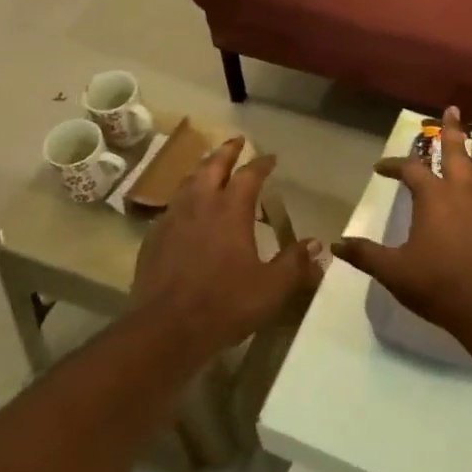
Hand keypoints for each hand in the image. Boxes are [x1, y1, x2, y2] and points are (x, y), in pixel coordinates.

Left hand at [130, 137, 322, 356]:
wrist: (164, 330)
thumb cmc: (224, 304)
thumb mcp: (270, 288)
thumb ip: (295, 264)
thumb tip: (317, 245)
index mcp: (230, 209)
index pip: (249, 174)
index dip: (262, 163)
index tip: (271, 157)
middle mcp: (200, 204)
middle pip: (213, 166)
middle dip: (227, 151)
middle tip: (237, 141)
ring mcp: (173, 219)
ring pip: (189, 181)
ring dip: (203, 169)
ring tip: (211, 167)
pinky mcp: (154, 238)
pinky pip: (172, 206)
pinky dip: (185, 197)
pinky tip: (187, 210)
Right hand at [332, 107, 471, 335]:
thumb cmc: (437, 282)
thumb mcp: (394, 270)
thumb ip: (366, 254)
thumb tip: (336, 244)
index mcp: (433, 196)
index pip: (410, 170)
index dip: (394, 166)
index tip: (379, 168)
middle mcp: (460, 193)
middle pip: (455, 153)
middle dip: (451, 131)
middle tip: (452, 110)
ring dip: (463, 153)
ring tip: (461, 143)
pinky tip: (469, 187)